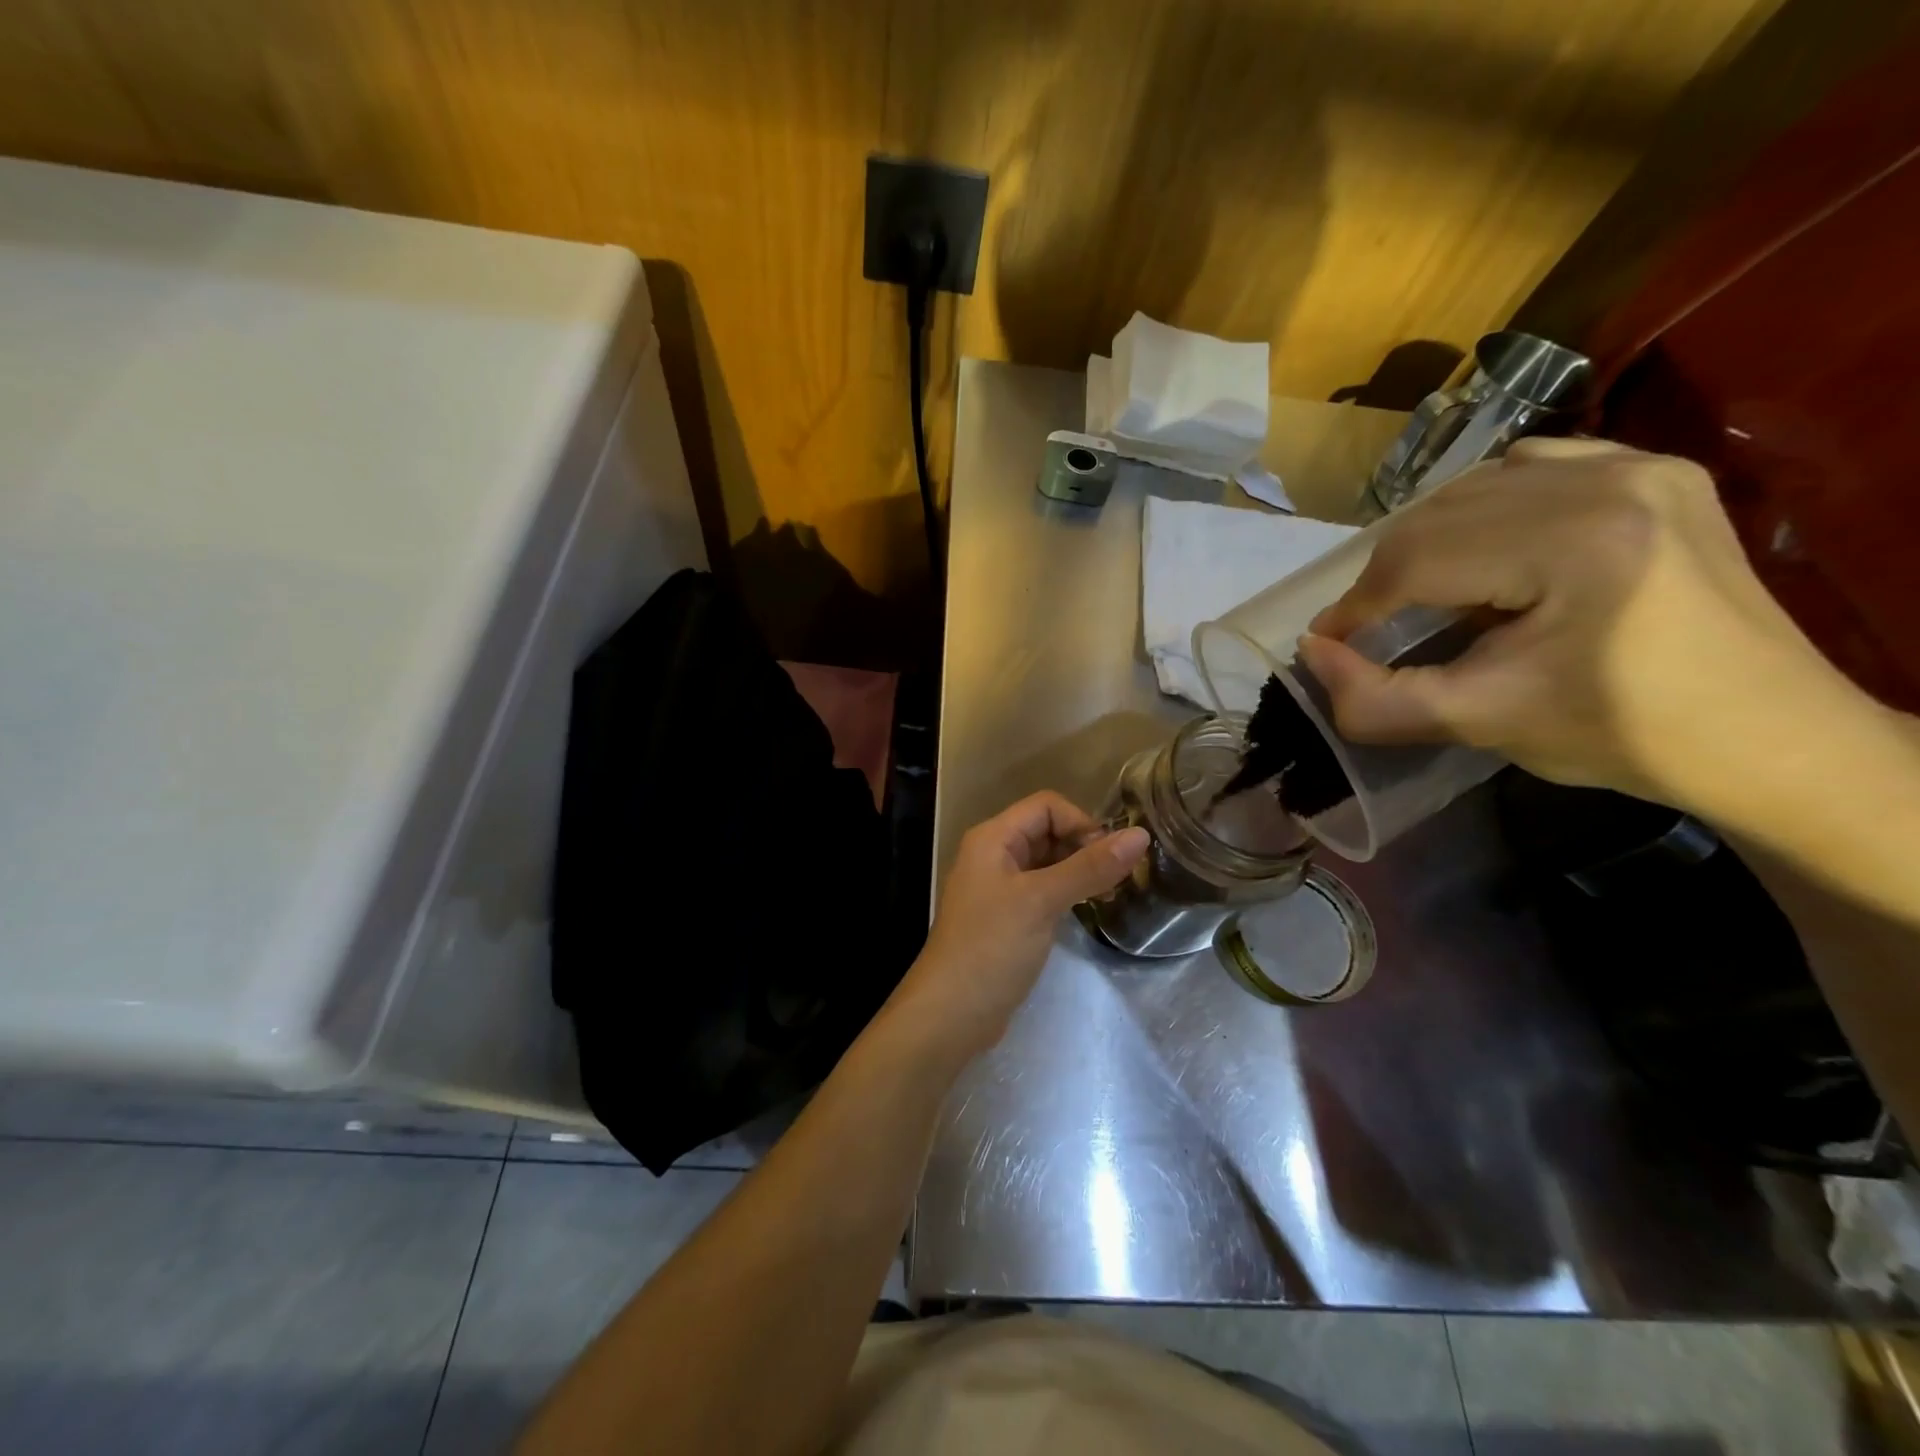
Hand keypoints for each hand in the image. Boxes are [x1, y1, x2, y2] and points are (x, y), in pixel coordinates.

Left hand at [889, 792, 1148, 1062]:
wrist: (951, 1013)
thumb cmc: (992, 947)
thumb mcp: (1042, 901)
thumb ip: (1090, 867)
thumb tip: (1140, 835)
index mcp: (993, 838)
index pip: (1046, 806)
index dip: (1081, 822)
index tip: (1110, 856)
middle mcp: (993, 854)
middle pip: (1047, 831)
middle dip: (1084, 846)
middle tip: (1118, 877)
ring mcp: (999, 887)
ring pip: (1047, 862)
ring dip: (1078, 870)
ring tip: (1109, 893)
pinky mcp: (1007, 916)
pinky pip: (1042, 889)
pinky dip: (1066, 892)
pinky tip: (1087, 909)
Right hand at [1298, 438, 1853, 819]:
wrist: (1767, 737)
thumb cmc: (1623, 735)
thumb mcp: (1481, 724)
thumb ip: (1377, 699)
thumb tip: (1312, 655)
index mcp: (1574, 542)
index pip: (1417, 559)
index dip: (1355, 607)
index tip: (1330, 646)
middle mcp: (1606, 481)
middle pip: (1438, 515)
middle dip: (1386, 577)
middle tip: (1369, 629)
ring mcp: (1639, 466)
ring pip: (1475, 484)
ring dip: (1428, 540)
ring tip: (1420, 593)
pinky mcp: (1655, 472)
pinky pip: (1533, 465)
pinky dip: (1485, 505)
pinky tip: (1485, 548)